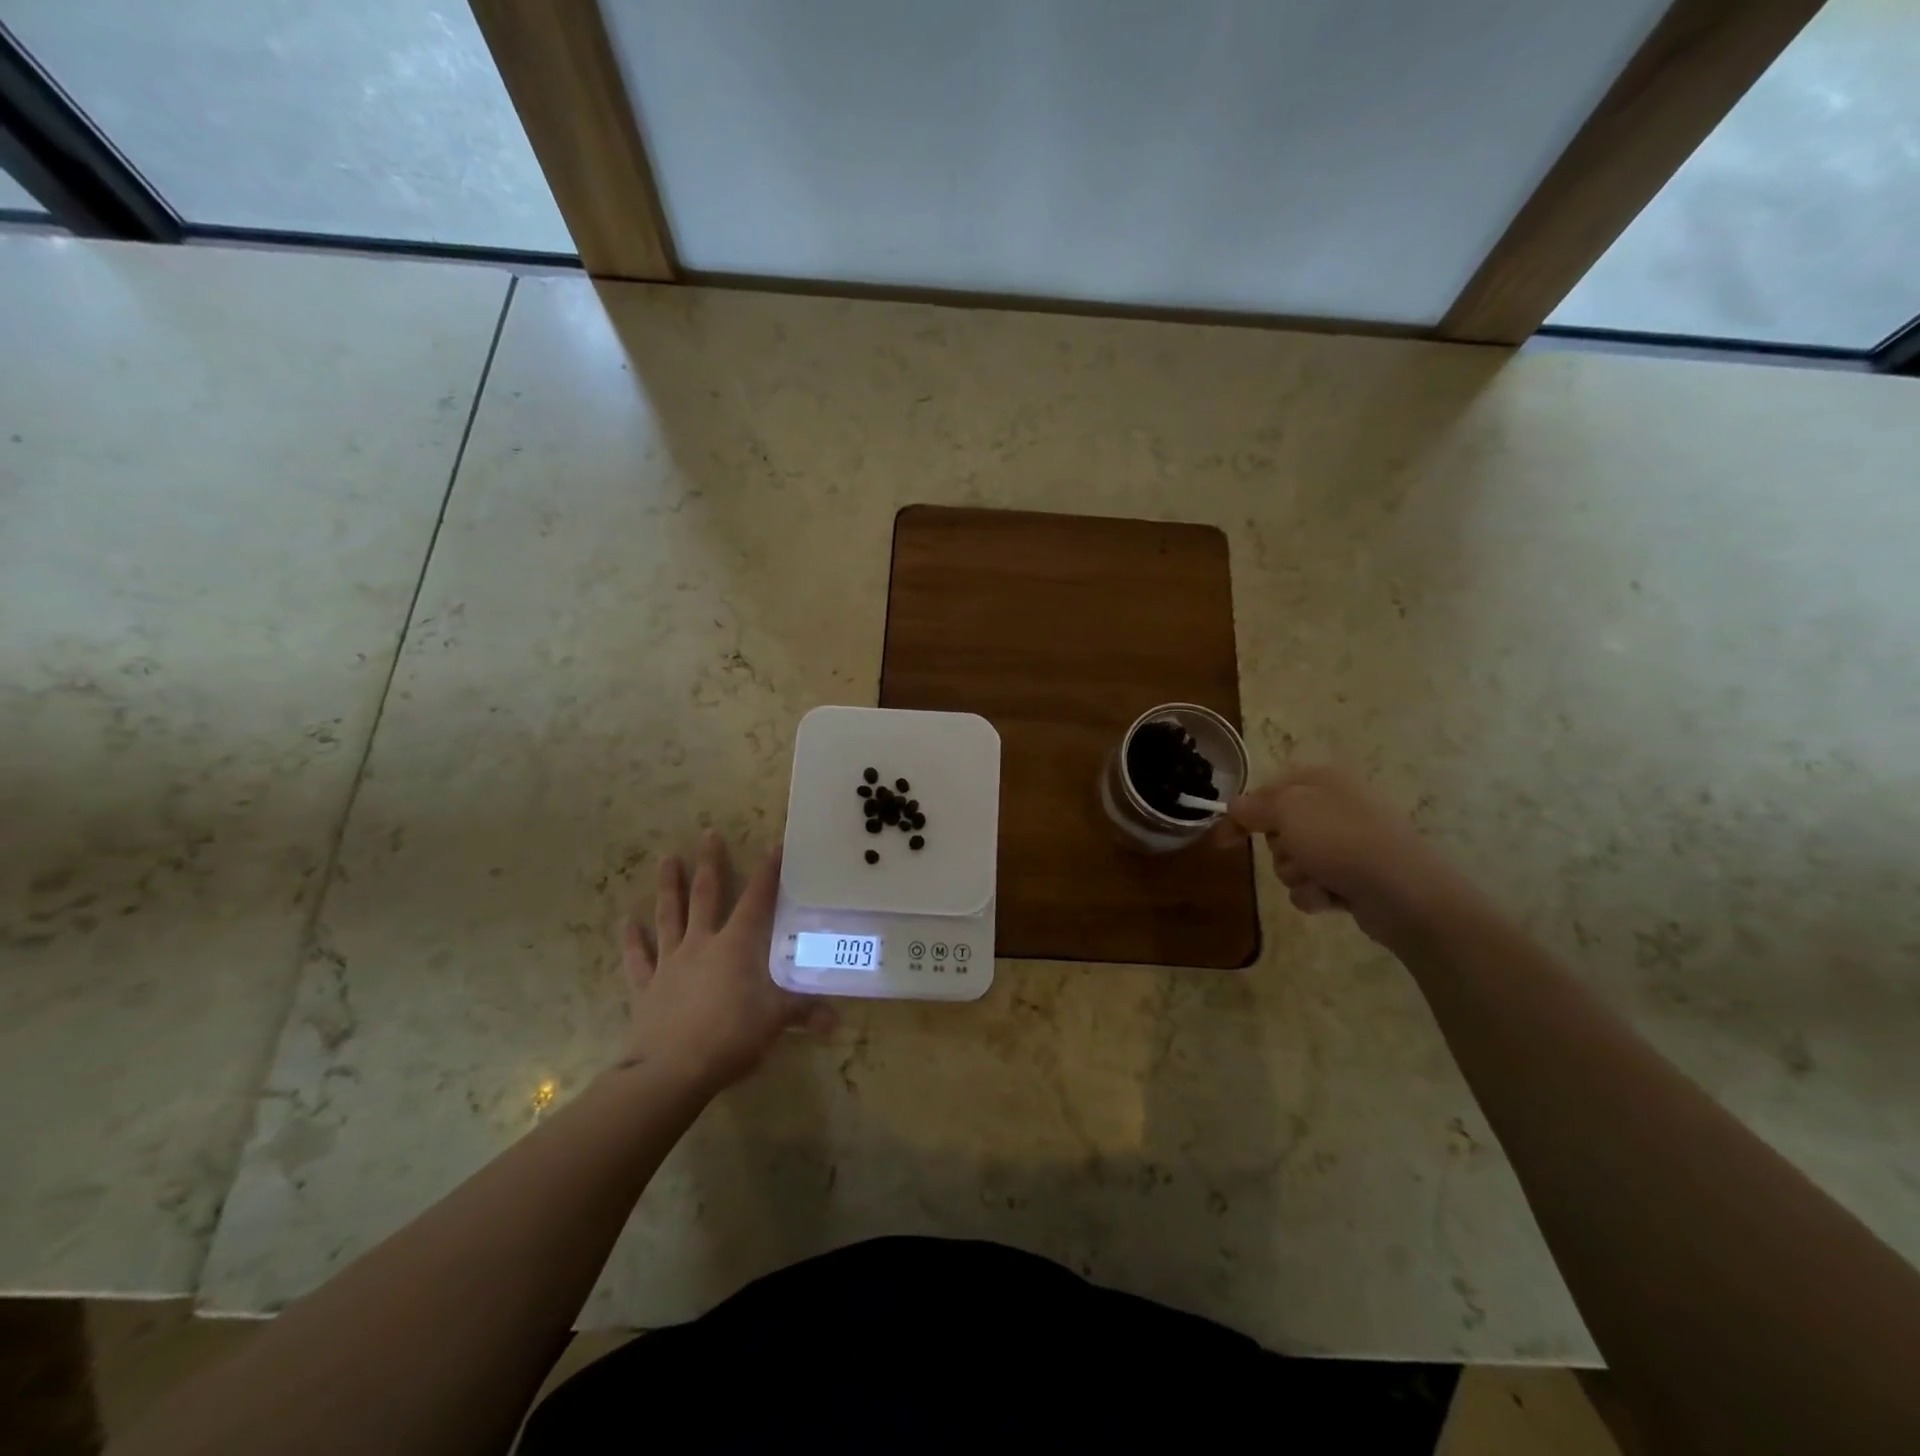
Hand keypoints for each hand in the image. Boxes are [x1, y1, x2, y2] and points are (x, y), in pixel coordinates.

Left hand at [619, 828, 833, 1093]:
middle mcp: (702, 944)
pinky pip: (638, 958)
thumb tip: (837, 1020)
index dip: (768, 872)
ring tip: (666, 858)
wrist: (671, 1071)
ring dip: (668, 886)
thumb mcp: (775, 1021)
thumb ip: (804, 1012)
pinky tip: (626, 921)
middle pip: (706, 895)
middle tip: (708, 833)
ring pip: (669, 915)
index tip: (775, 844)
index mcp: (736, 946)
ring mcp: (671, 962)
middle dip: (709, 863)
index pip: (757, 900)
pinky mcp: (647, 986)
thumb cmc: (730, 1037)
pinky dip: (632, 940)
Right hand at [1229, 767, 1471, 947]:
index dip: (1243, 813)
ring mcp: (1347, 845)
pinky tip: (1332, 898)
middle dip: (1279, 849)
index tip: (1223, 839)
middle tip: (1295, 854)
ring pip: (1294, 861)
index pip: (1268, 790)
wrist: (1404, 893)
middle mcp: (1334, 808)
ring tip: (1319, 880)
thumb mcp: (1289, 811)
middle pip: (1279, 830)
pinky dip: (1316, 895)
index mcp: (1322, 781)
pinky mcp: (1354, 878)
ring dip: (1297, 875)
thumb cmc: (1342, 840)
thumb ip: (1256, 806)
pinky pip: (1314, 886)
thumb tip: (1236, 806)